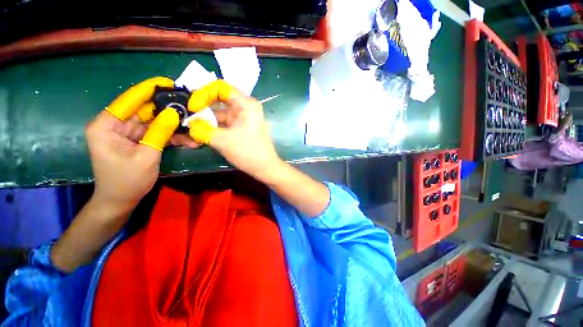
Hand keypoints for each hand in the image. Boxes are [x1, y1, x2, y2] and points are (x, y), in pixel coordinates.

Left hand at [87, 77, 179, 214]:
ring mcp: (128, 133)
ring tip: (194, 126)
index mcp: (107, 126)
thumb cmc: (127, 181)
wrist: (121, 201)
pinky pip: (156, 134)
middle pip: (145, 111)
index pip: (129, 100)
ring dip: (174, 127)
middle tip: (189, 106)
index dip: (148, 90)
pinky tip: (188, 140)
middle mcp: (115, 125)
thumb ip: (160, 132)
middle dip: (168, 110)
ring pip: (154, 123)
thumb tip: (174, 112)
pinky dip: (172, 137)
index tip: (168, 82)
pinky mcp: (138, 141)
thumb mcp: (146, 156)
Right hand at [186, 80, 328, 216]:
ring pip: (217, 115)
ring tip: (185, 131)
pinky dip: (210, 130)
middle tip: (184, 117)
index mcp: (246, 105)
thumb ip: (202, 129)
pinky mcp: (238, 129)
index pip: (220, 88)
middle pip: (217, 101)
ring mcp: (241, 119)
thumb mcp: (223, 140)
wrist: (265, 168)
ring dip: (202, 122)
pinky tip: (196, 138)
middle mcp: (244, 108)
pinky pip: (221, 125)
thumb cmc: (249, 152)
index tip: (192, 107)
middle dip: (200, 109)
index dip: (203, 94)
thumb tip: (188, 124)